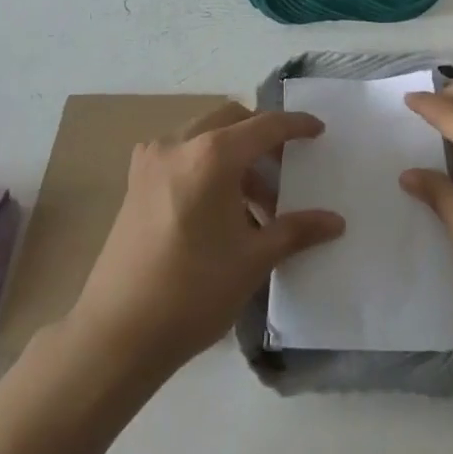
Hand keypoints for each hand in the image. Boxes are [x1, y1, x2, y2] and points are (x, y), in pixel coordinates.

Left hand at [68, 101, 345, 376]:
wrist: (117, 333)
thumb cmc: (193, 292)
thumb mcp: (253, 260)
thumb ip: (296, 230)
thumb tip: (336, 222)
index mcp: (211, 156)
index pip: (264, 126)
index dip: (295, 126)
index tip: (318, 131)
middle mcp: (178, 144)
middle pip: (231, 120)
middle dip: (262, 138)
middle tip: (285, 171)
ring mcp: (151, 161)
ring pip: (205, 136)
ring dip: (235, 155)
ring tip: (255, 204)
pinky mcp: (136, 181)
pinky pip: (182, 155)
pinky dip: (208, 166)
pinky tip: (219, 208)